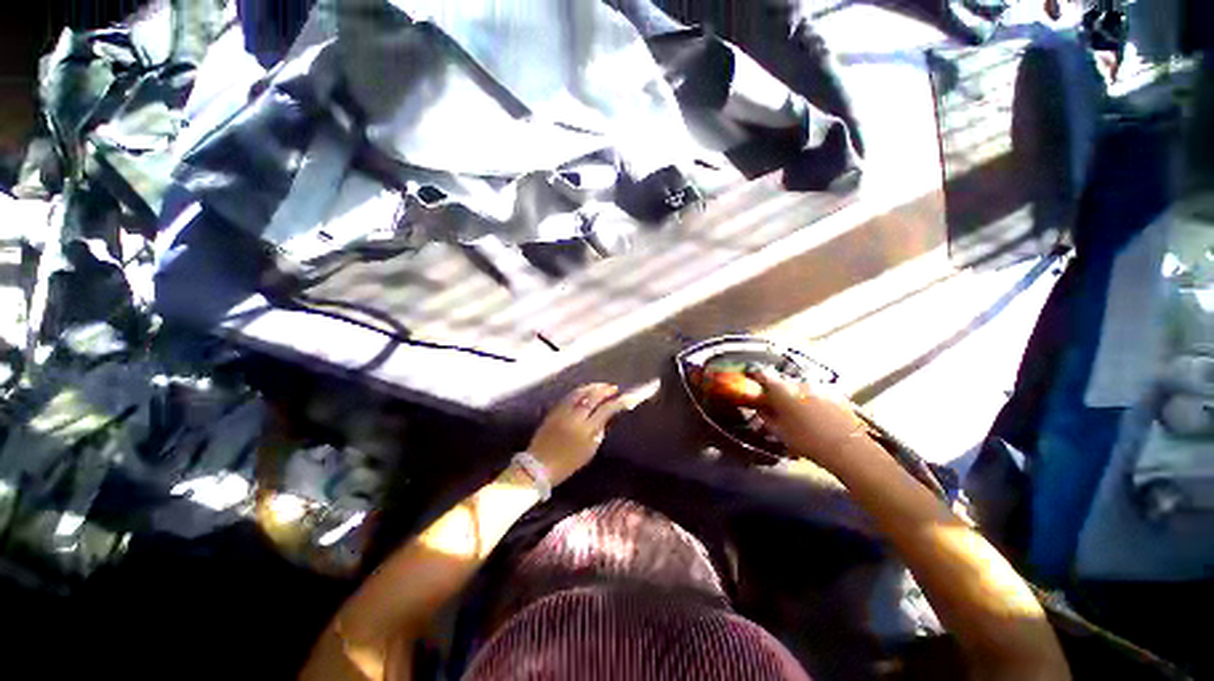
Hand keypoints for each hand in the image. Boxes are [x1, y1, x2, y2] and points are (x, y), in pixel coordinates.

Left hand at [527, 384, 629, 484]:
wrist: (538, 465)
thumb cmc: (567, 464)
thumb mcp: (588, 452)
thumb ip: (599, 433)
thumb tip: (606, 419)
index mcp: (586, 429)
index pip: (606, 410)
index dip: (618, 402)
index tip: (626, 398)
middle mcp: (575, 417)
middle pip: (593, 397)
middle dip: (605, 390)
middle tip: (614, 388)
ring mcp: (563, 411)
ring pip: (580, 393)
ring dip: (592, 387)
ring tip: (601, 386)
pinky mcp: (553, 410)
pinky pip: (568, 396)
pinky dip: (579, 390)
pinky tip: (585, 390)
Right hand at [749, 369, 866, 469]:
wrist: (848, 448)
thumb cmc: (807, 440)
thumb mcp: (779, 431)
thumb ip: (766, 416)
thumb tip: (759, 407)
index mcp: (782, 390)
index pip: (762, 376)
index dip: (755, 378)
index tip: (751, 382)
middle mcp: (800, 383)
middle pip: (783, 383)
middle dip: (777, 392)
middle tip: (776, 406)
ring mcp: (820, 387)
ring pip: (801, 389)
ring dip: (796, 397)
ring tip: (798, 413)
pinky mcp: (836, 394)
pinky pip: (817, 393)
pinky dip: (812, 400)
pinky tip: (816, 415)